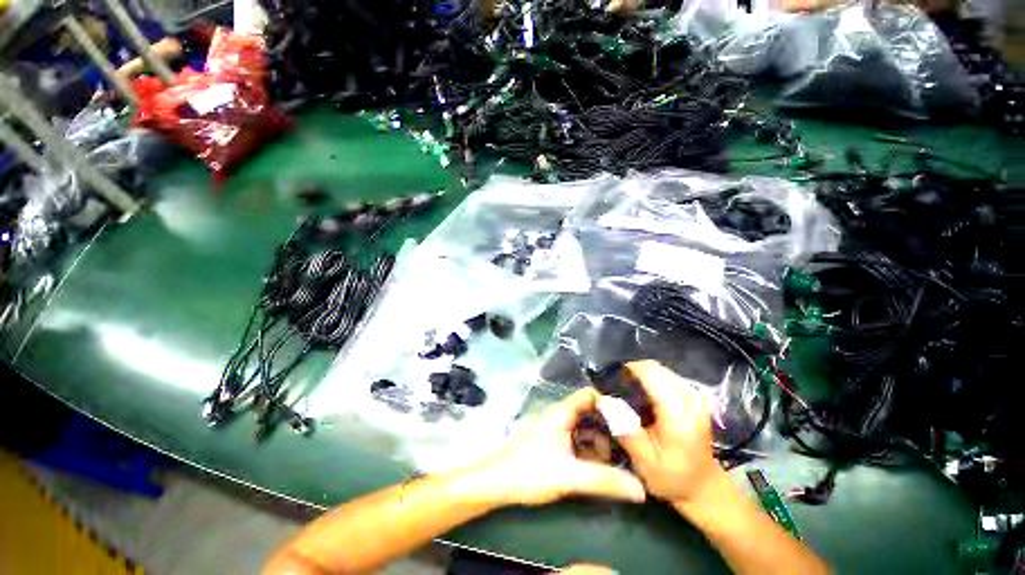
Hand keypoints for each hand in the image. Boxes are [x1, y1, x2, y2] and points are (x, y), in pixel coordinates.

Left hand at [477, 388, 646, 506]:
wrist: (495, 482)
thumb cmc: (530, 471)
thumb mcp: (570, 477)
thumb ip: (604, 480)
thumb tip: (641, 489)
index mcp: (562, 412)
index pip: (590, 395)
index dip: (610, 402)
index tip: (631, 419)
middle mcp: (557, 414)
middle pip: (589, 412)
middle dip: (608, 427)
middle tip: (629, 444)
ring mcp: (551, 426)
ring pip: (581, 426)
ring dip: (598, 440)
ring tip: (617, 458)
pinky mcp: (548, 439)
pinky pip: (573, 437)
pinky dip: (586, 447)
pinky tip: (595, 464)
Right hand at [616, 360, 725, 506]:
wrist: (703, 486)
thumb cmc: (672, 478)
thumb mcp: (644, 462)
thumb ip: (625, 430)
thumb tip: (603, 401)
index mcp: (679, 415)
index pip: (651, 374)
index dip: (629, 371)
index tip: (612, 382)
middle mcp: (690, 400)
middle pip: (656, 368)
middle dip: (633, 373)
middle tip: (618, 390)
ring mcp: (696, 396)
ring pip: (661, 370)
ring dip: (642, 376)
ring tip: (630, 393)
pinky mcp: (695, 396)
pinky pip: (668, 376)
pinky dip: (653, 380)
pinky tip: (645, 396)